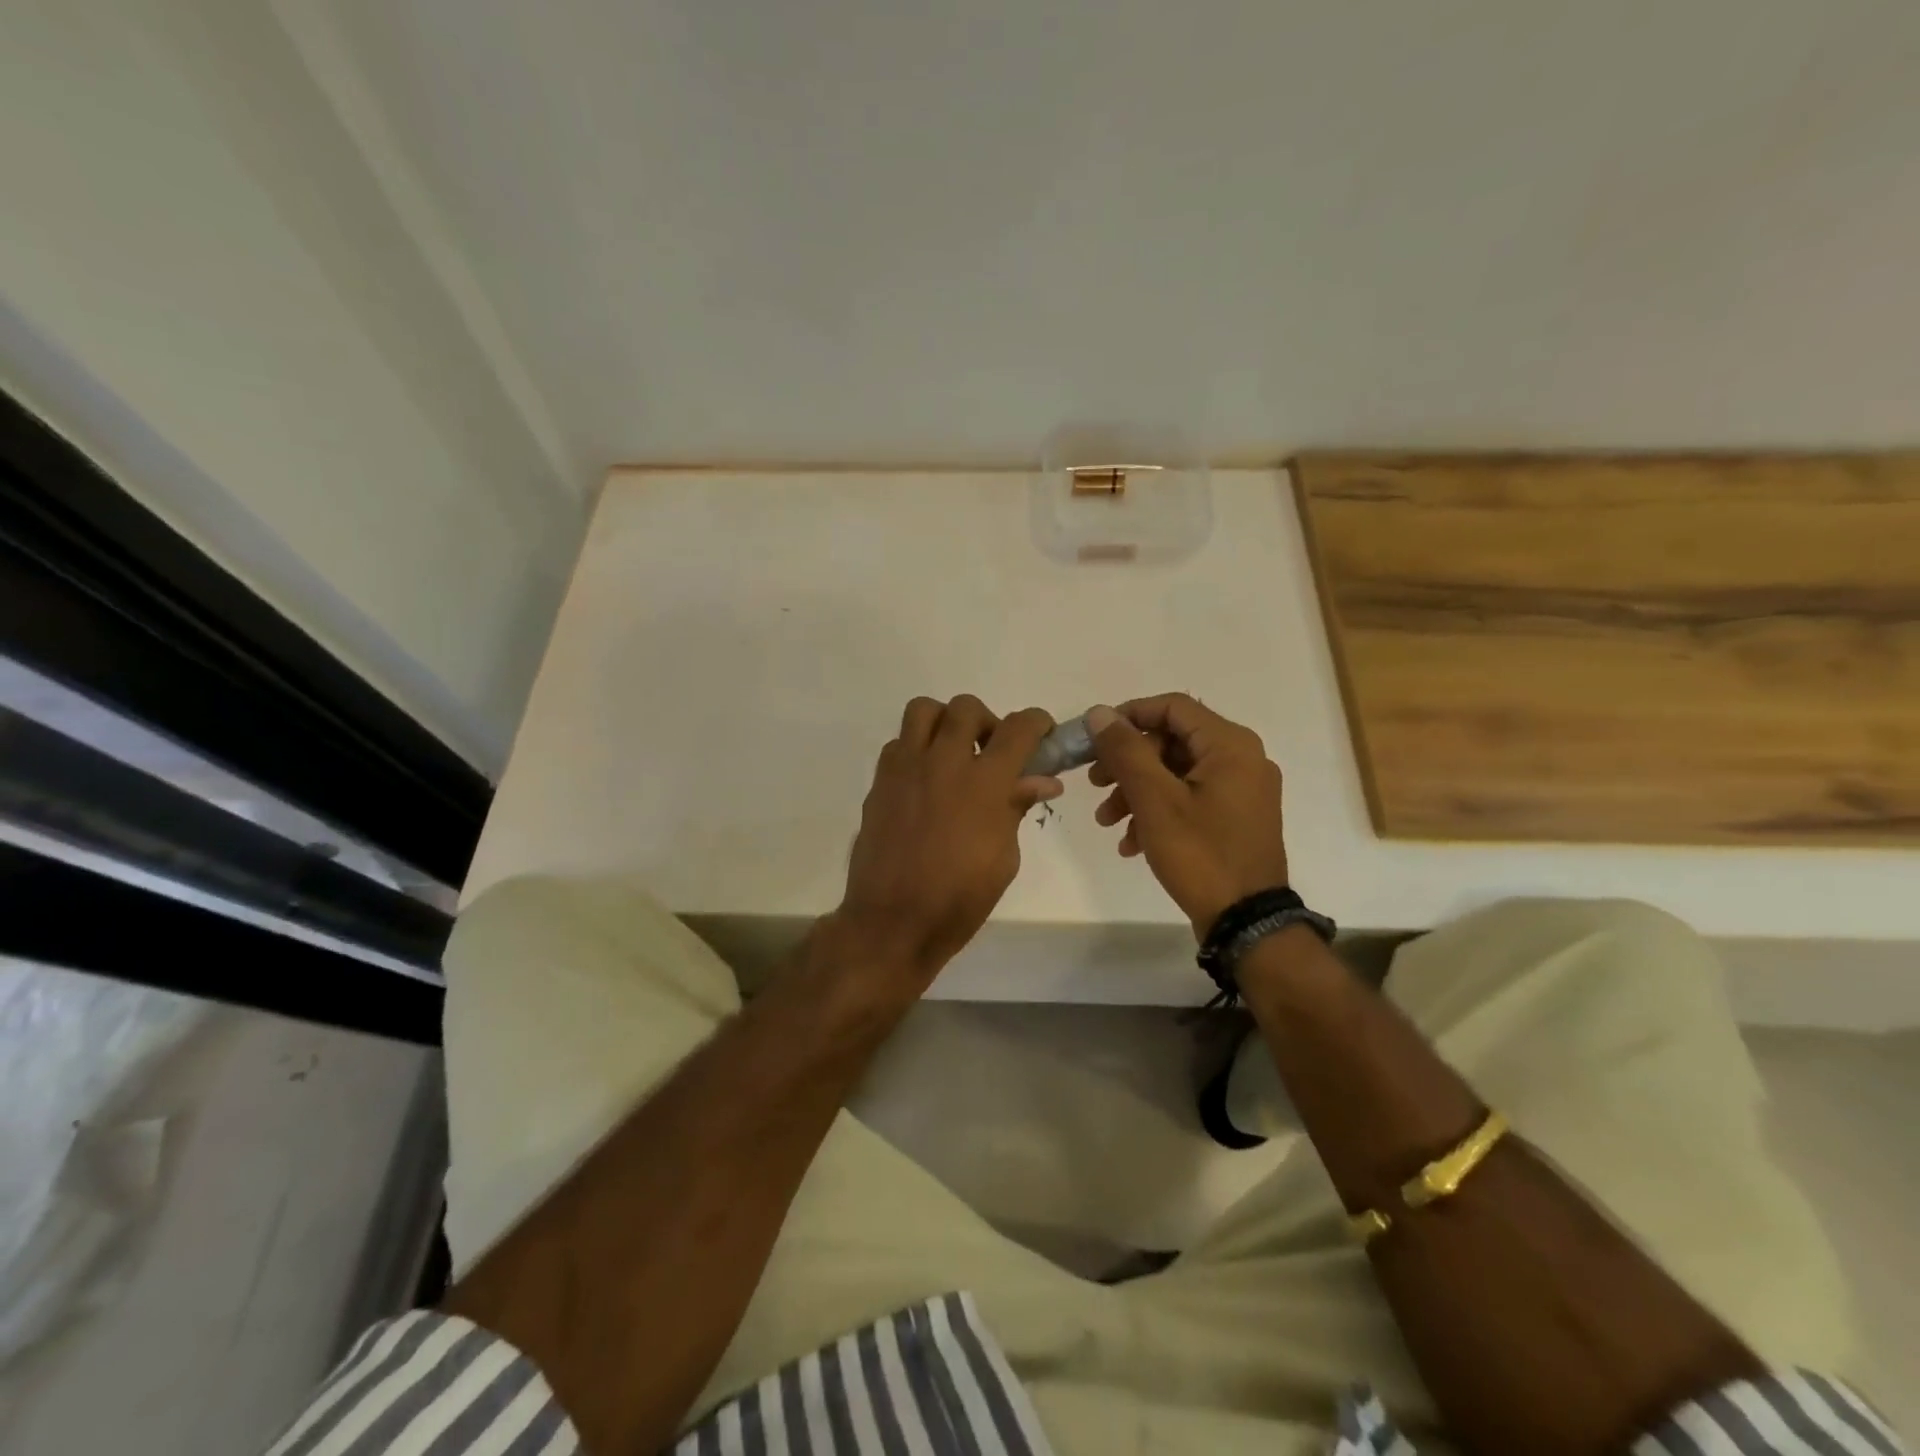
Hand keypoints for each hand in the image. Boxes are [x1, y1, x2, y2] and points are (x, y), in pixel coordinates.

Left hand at [834, 696, 1061, 982]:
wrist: (893, 922)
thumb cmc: (959, 900)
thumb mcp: (1003, 859)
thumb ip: (1016, 809)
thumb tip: (1041, 781)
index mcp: (985, 784)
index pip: (1018, 728)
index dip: (1037, 722)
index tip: (1042, 733)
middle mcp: (944, 763)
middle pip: (967, 707)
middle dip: (988, 721)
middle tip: (992, 751)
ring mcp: (906, 769)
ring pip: (924, 710)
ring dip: (945, 722)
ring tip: (953, 754)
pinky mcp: (879, 782)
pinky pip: (898, 743)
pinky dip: (916, 749)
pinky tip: (924, 781)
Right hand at [1086, 695, 1289, 934]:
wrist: (1247, 923)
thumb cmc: (1201, 854)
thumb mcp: (1154, 800)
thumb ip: (1125, 751)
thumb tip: (1099, 713)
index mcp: (1230, 745)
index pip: (1172, 707)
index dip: (1129, 716)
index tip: (1095, 739)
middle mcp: (1242, 759)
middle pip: (1172, 741)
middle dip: (1128, 763)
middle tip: (1095, 784)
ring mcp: (1241, 791)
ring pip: (1176, 773)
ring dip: (1136, 791)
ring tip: (1107, 821)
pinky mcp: (1235, 818)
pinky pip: (1190, 799)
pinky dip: (1158, 812)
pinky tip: (1131, 843)